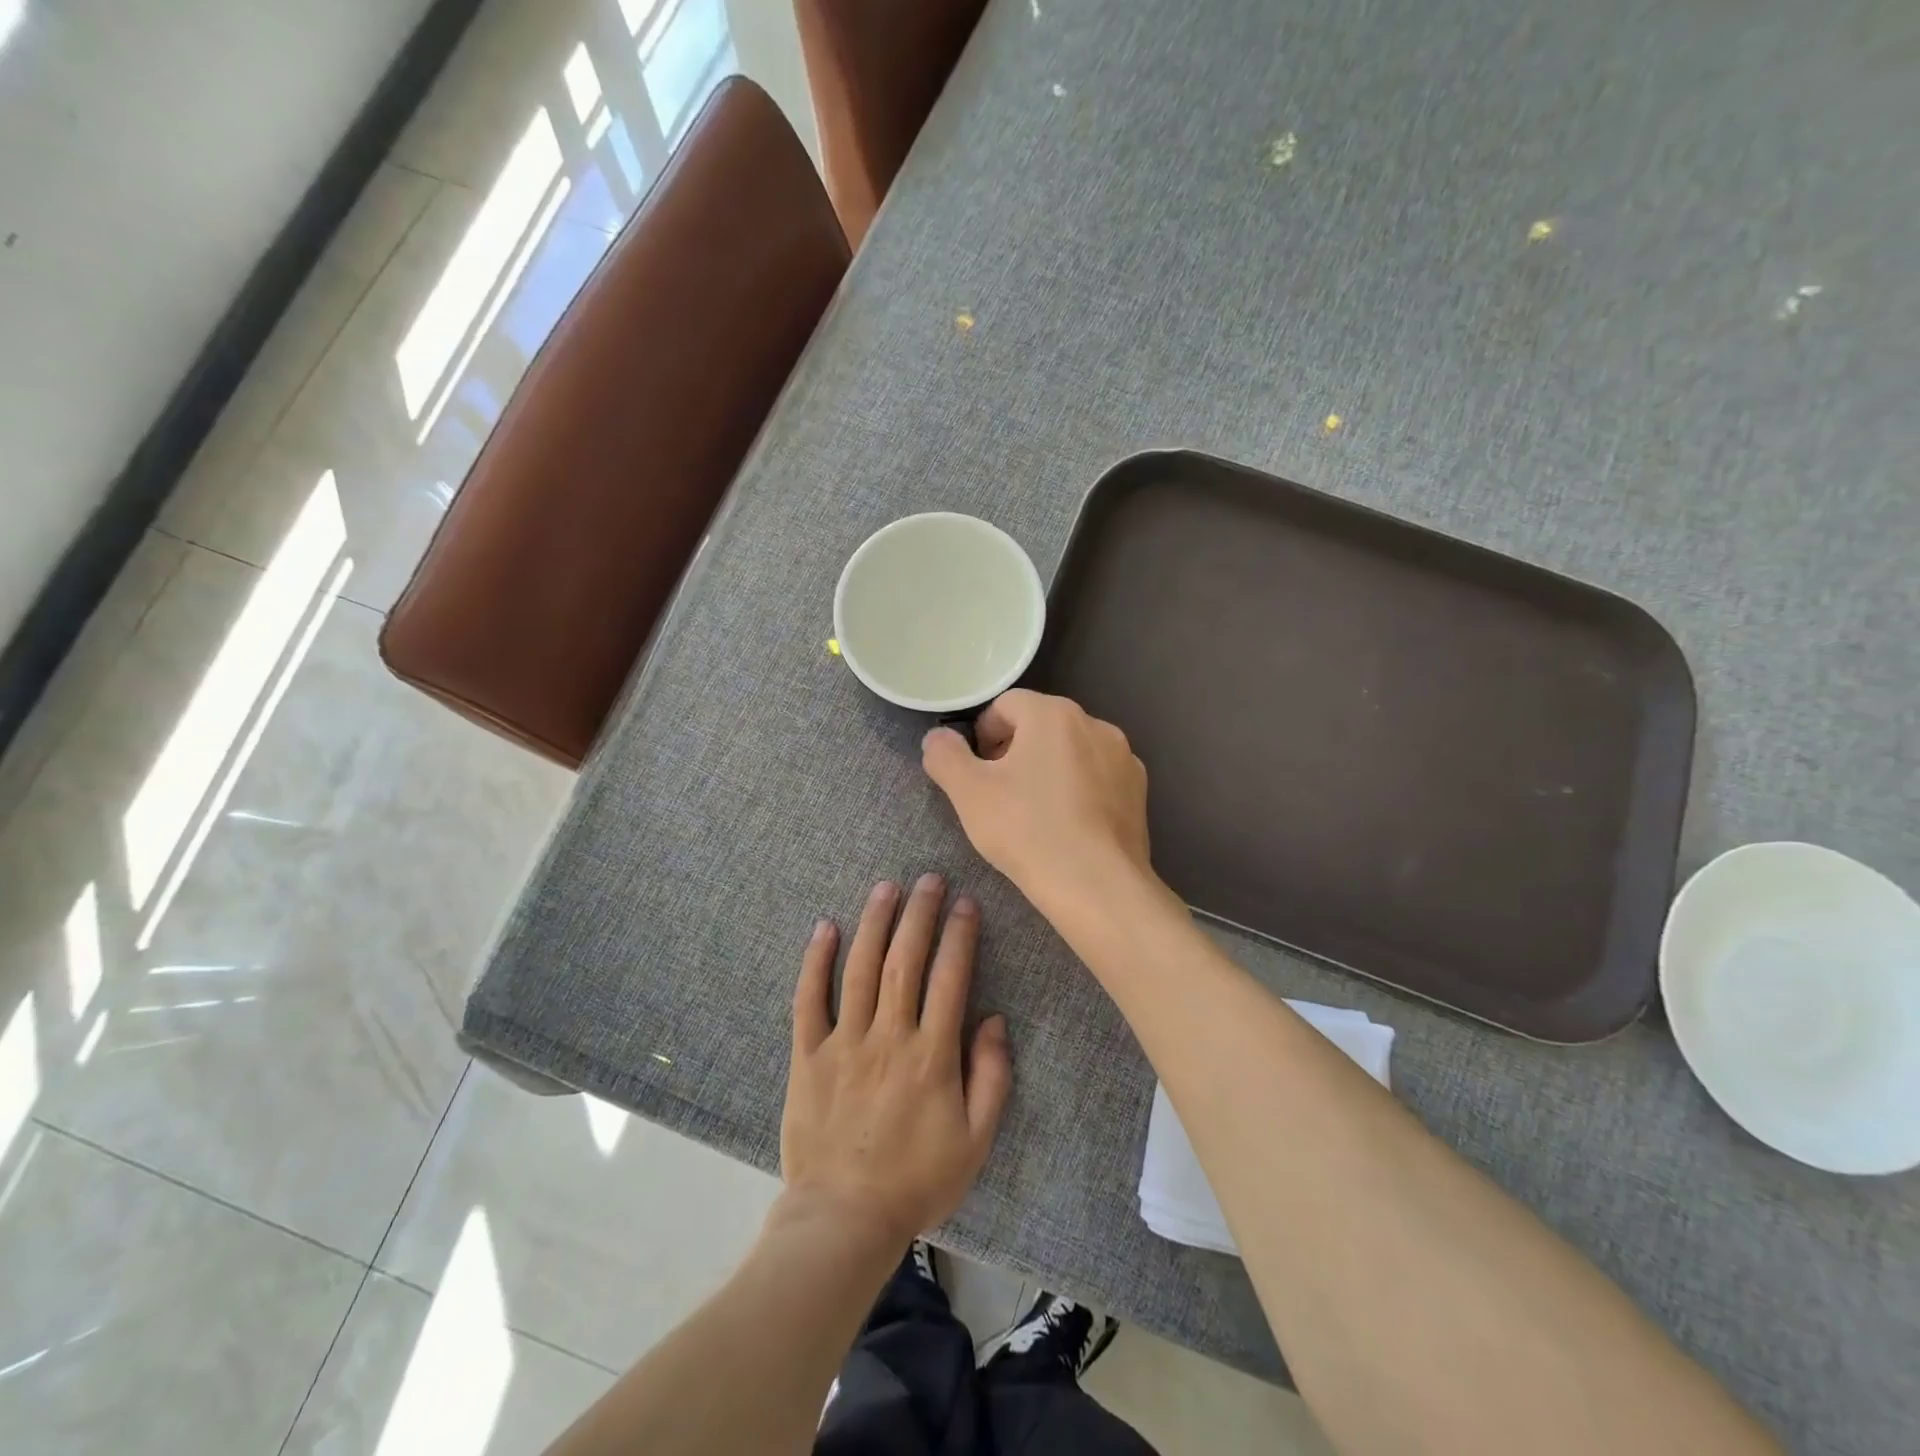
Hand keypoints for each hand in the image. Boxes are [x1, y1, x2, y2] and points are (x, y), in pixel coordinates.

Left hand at [781, 875, 1012, 1249]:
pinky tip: (825, 928)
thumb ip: (992, 1077)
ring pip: (859, 969)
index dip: (960, 936)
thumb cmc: (917, 1180)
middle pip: (904, 961)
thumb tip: (995, 1019)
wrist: (843, 1219)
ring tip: (886, 887)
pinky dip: (815, 962)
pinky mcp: (808, 1055)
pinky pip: (808, 1000)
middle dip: (919, 914)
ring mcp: (843, 1043)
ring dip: (874, 923)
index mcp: (931, 1055)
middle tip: (929, 878)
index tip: (966, 903)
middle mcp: (888, 1036)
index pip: (950, 978)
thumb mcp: (976, 1140)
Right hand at [921, 690, 1152, 906]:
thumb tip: (937, 737)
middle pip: (1041, 725)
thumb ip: (944, 755)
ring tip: (1035, 814)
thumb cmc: (1027, 830)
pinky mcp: (1139, 791)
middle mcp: (1095, 724)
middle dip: (1015, 751)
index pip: (1006, 705)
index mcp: (1053, 714)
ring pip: (1072, 752)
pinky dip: (1080, 791)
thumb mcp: (968, 793)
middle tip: (999, 795)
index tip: (977, 773)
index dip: (983, 734)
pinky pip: (1098, 778)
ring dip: (1048, 770)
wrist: (1097, 886)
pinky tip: (1069, 826)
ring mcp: (1124, 757)